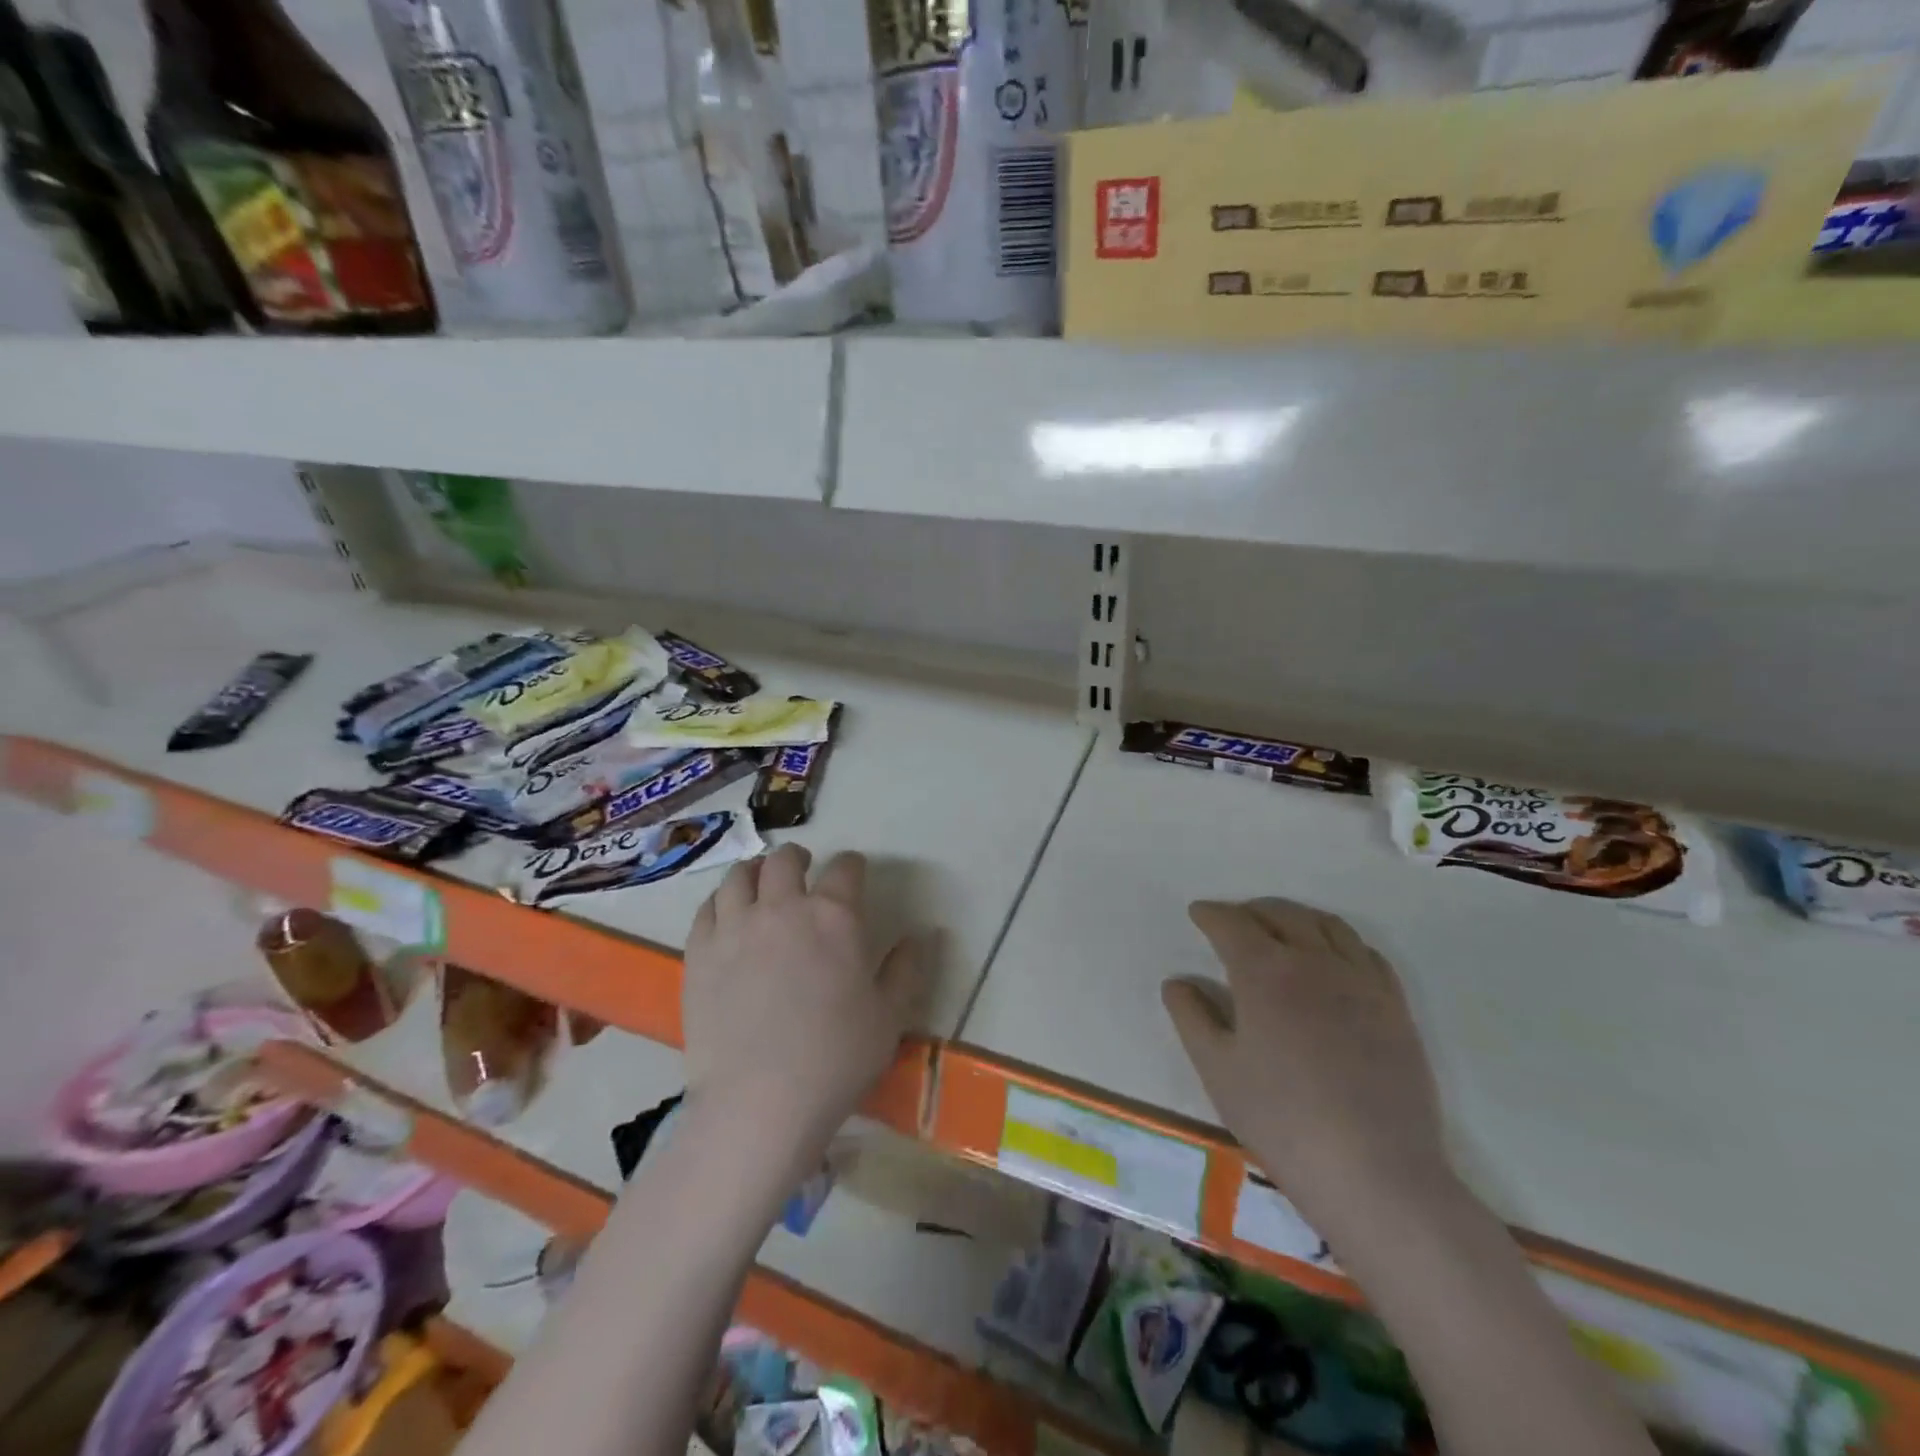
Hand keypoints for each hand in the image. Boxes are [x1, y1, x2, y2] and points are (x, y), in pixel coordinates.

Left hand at [683, 845, 920, 1156]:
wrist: (759, 1102)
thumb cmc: (836, 1058)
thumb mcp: (890, 1016)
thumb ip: (907, 969)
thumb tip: (922, 936)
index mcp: (834, 917)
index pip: (845, 869)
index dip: (852, 864)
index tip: (854, 871)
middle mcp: (783, 908)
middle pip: (785, 860)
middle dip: (798, 857)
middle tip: (803, 867)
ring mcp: (735, 928)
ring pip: (740, 877)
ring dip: (755, 871)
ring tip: (761, 881)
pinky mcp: (700, 954)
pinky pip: (707, 909)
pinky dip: (720, 901)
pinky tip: (726, 913)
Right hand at [1162, 898, 1451, 1227]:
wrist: (1375, 1172)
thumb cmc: (1281, 1119)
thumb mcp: (1217, 1070)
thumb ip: (1191, 1017)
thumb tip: (1177, 982)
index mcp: (1264, 972)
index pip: (1231, 924)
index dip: (1211, 914)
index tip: (1198, 913)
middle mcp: (1313, 962)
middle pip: (1281, 914)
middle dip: (1252, 910)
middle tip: (1235, 921)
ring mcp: (1360, 982)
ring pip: (1327, 926)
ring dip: (1297, 918)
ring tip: (1282, 930)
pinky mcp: (1395, 1007)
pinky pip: (1367, 953)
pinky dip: (1341, 942)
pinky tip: (1333, 960)